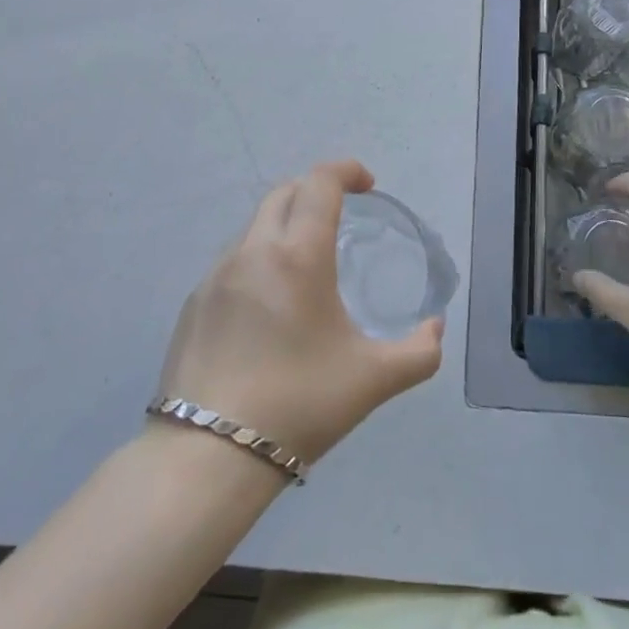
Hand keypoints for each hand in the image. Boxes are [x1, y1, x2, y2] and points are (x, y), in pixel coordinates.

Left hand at [156, 160, 442, 462]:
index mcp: (298, 255)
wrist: (207, 457)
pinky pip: (232, 262)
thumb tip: (435, 329)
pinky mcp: (193, 303)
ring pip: (255, 227)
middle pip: (284, 193)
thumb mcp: (373, 380)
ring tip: (306, 267)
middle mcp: (253, 251)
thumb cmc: (299, 404)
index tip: (367, 186)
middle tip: (341, 216)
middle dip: (316, 191)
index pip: (320, 183)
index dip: (347, 171)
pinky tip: (269, 308)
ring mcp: (215, 276)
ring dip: (285, 227)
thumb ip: (419, 351)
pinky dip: (258, 261)